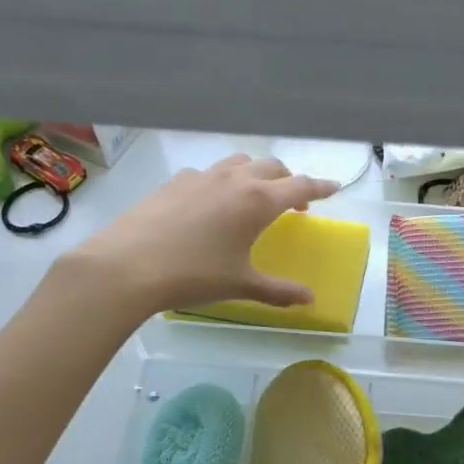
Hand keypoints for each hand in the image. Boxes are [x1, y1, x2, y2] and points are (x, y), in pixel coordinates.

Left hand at [69, 154, 339, 314]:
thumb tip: (310, 300)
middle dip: (289, 179)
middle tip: (294, 201)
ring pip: (239, 163)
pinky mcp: (174, 182)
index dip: (320, 187)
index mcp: (259, 201)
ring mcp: (202, 176)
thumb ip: (279, 291)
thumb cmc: (194, 275)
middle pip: (272, 167)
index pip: (300, 185)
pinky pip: (208, 173)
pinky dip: (222, 181)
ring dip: (256, 173)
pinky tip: (210, 203)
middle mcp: (235, 180)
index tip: (335, 187)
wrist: (128, 266)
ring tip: (254, 194)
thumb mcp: (242, 285)